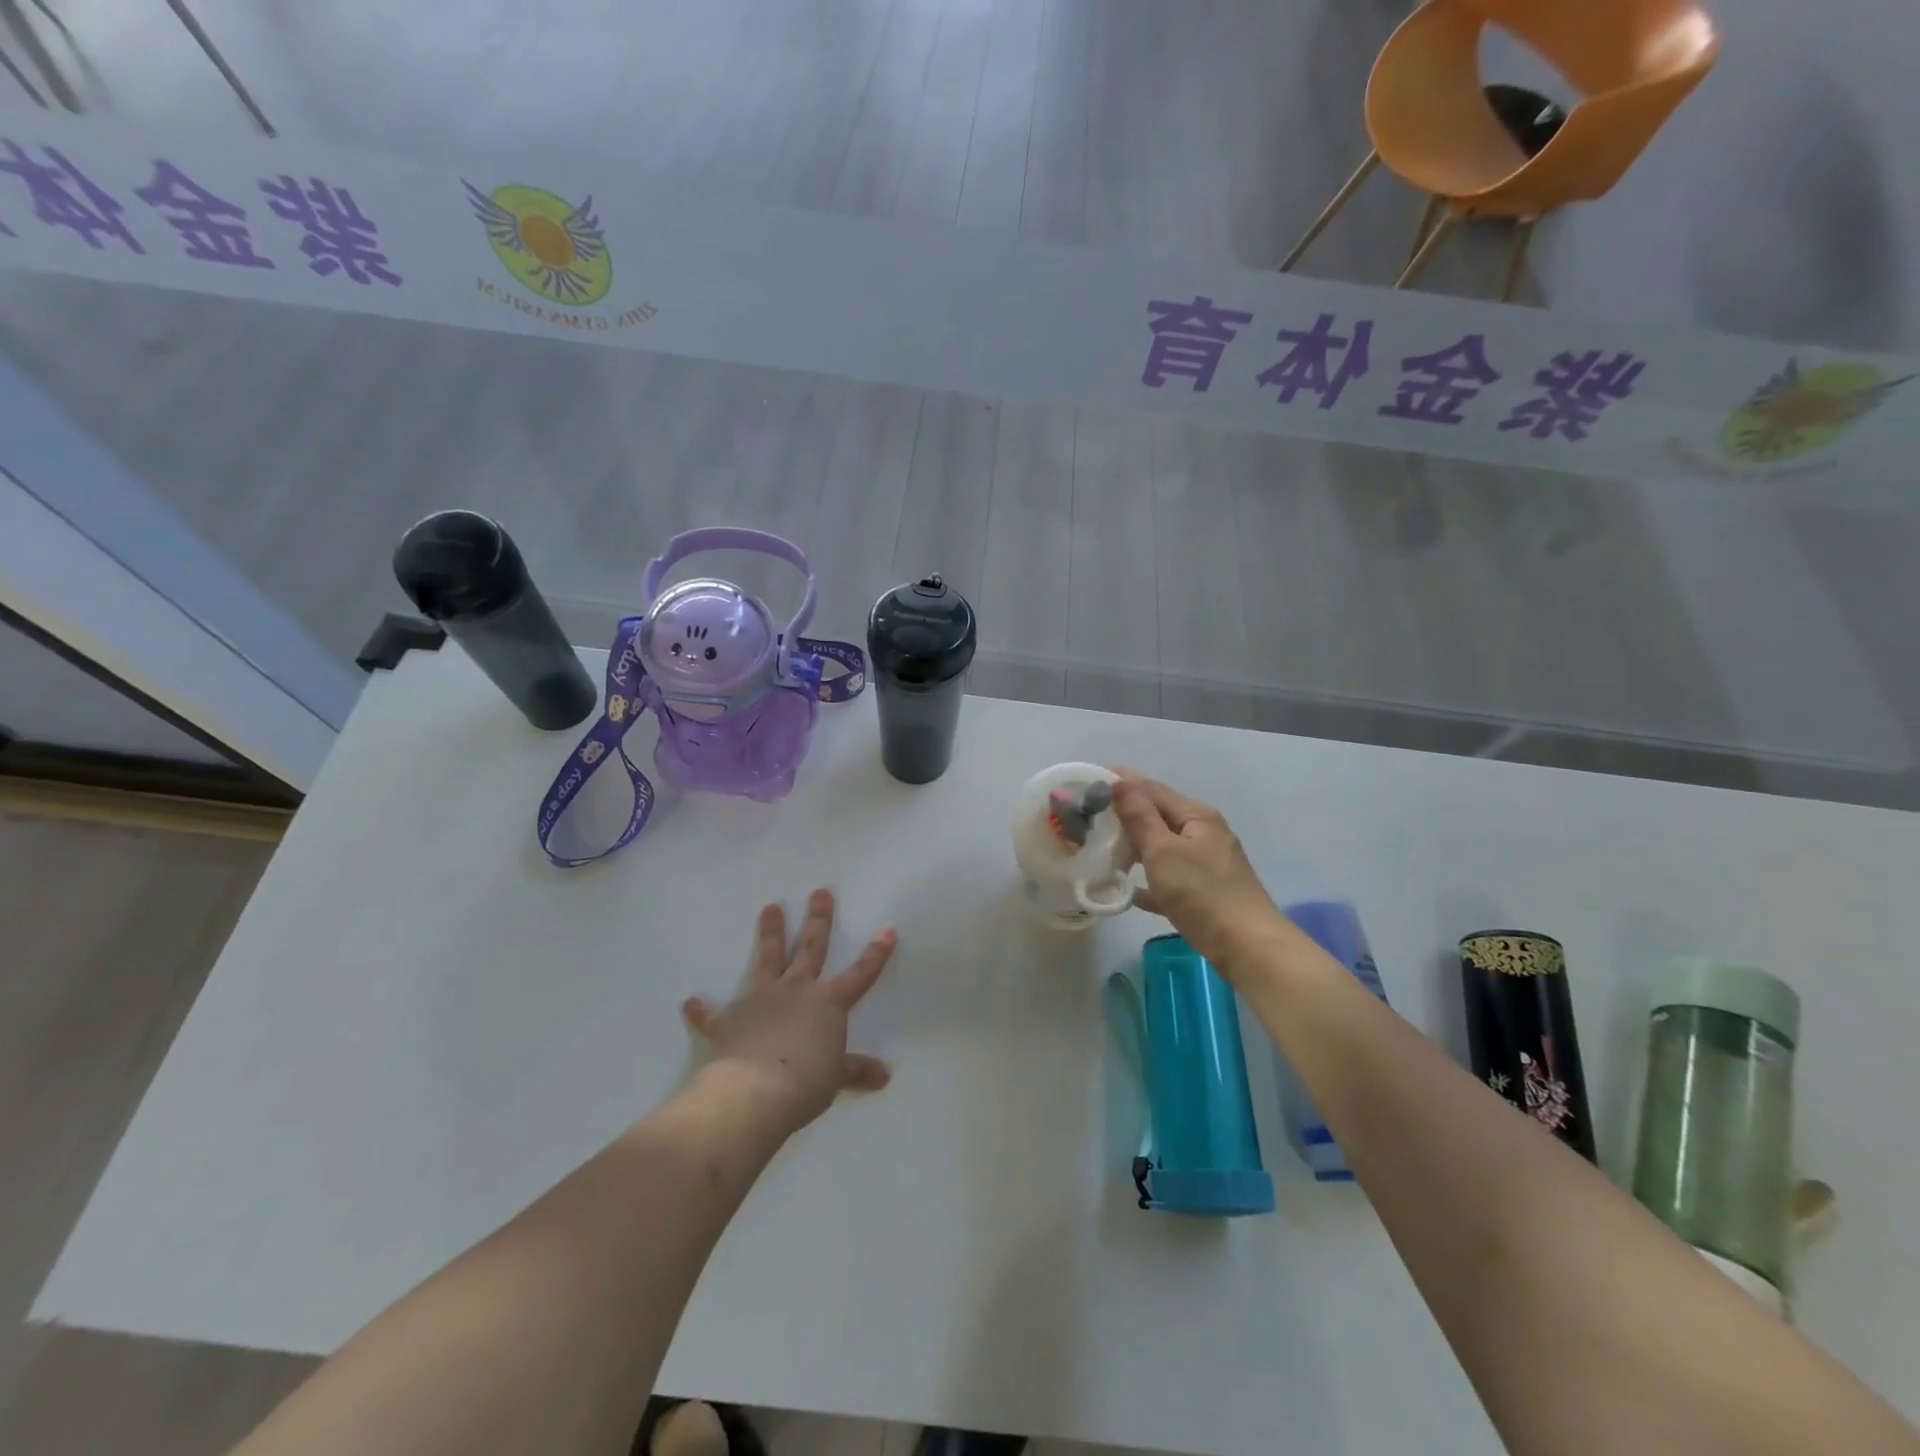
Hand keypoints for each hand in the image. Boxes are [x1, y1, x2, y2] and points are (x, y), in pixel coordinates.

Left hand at [682, 889, 895, 1131]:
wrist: (755, 1091)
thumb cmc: (806, 1082)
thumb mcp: (836, 1077)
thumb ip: (856, 1070)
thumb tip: (884, 1076)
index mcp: (828, 1002)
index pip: (860, 974)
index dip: (876, 954)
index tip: (887, 930)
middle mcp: (797, 990)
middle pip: (810, 948)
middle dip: (818, 919)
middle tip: (820, 892)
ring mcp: (762, 1000)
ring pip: (768, 958)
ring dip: (769, 933)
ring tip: (770, 907)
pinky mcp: (731, 1020)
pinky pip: (714, 1014)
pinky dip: (702, 1010)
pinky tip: (690, 1002)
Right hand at [1110, 772, 1289, 978]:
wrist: (1247, 946)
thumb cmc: (1202, 894)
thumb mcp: (1163, 852)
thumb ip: (1140, 817)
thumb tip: (1120, 782)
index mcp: (1196, 816)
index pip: (1152, 789)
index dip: (1122, 782)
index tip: (1089, 780)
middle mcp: (1205, 832)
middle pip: (1159, 814)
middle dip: (1126, 812)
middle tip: (1090, 815)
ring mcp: (1208, 861)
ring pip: (1164, 844)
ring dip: (1136, 843)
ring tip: (1104, 846)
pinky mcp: (1207, 888)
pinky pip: (1171, 874)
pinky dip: (1150, 876)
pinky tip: (1129, 889)